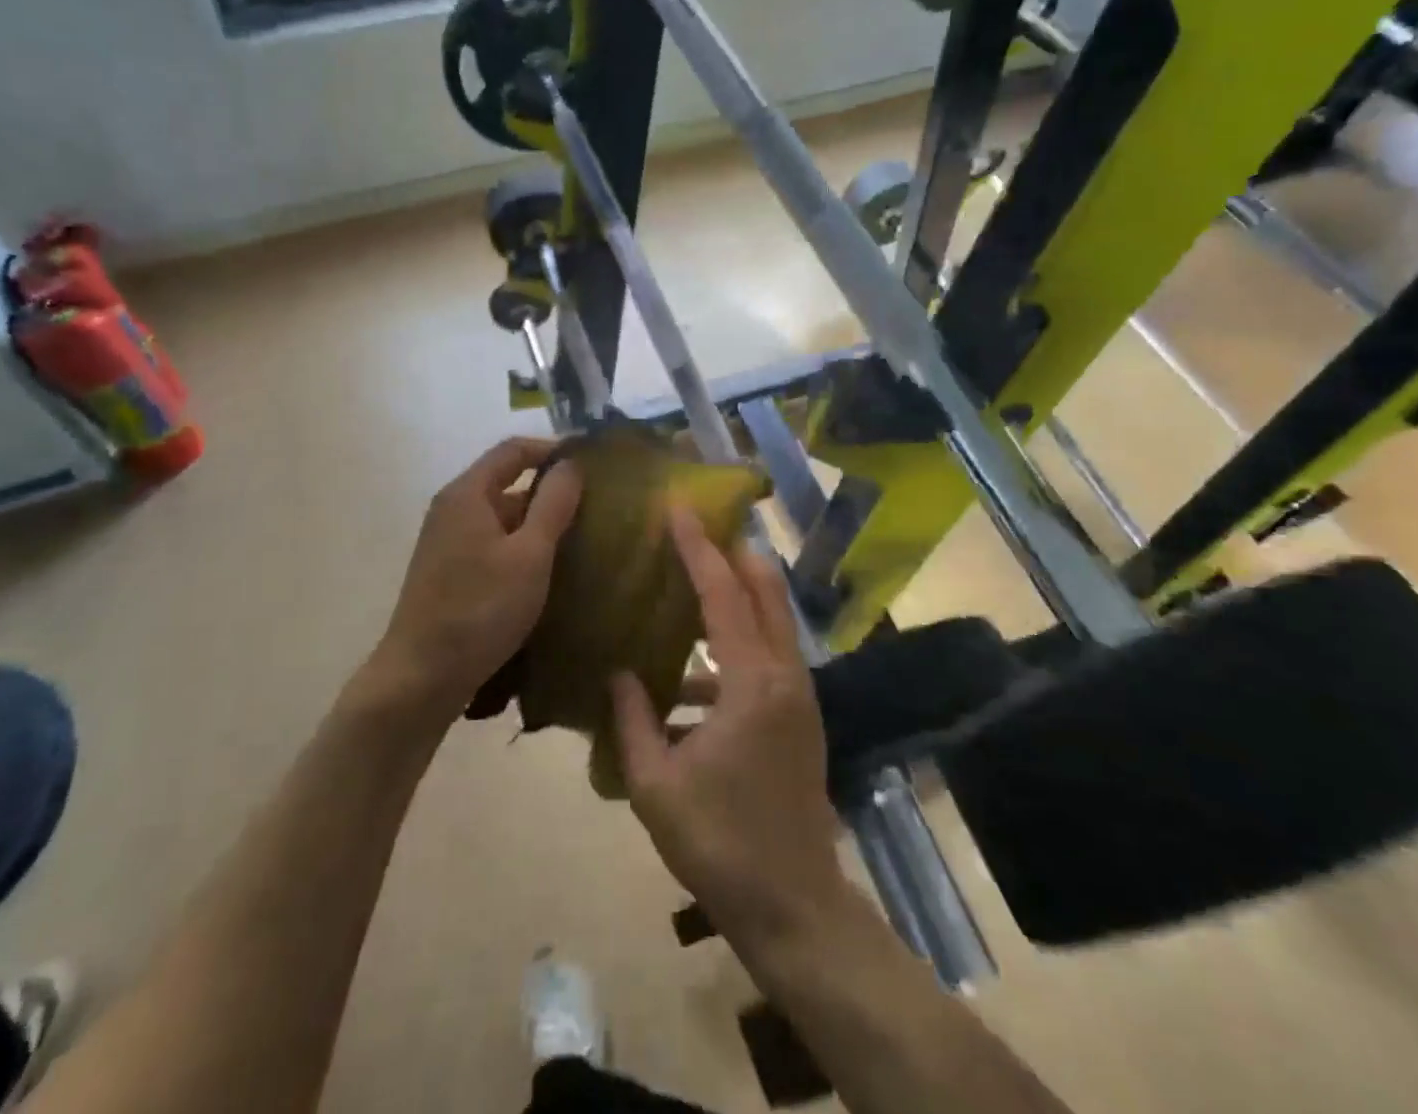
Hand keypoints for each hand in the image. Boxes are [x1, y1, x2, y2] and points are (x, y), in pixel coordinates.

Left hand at [366, 438, 580, 731]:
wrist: (420, 678)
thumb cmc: (480, 610)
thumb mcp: (530, 555)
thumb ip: (554, 504)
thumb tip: (571, 464)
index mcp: (468, 493)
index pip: (514, 450)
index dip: (553, 450)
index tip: (592, 463)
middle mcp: (453, 509)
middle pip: (507, 483)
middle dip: (551, 491)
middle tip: (595, 507)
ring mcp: (447, 542)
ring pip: (502, 518)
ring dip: (539, 524)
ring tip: (581, 540)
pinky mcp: (449, 572)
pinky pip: (493, 544)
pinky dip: (522, 548)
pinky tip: (548, 572)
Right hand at [611, 508, 844, 940]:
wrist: (793, 906)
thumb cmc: (719, 843)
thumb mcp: (656, 785)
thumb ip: (632, 720)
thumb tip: (617, 673)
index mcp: (751, 684)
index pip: (723, 596)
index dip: (699, 549)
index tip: (680, 510)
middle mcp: (783, 676)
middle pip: (764, 593)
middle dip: (733, 554)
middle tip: (698, 529)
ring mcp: (798, 697)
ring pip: (771, 623)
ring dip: (738, 596)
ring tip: (694, 583)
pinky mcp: (800, 718)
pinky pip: (768, 659)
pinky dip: (736, 647)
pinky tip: (694, 675)